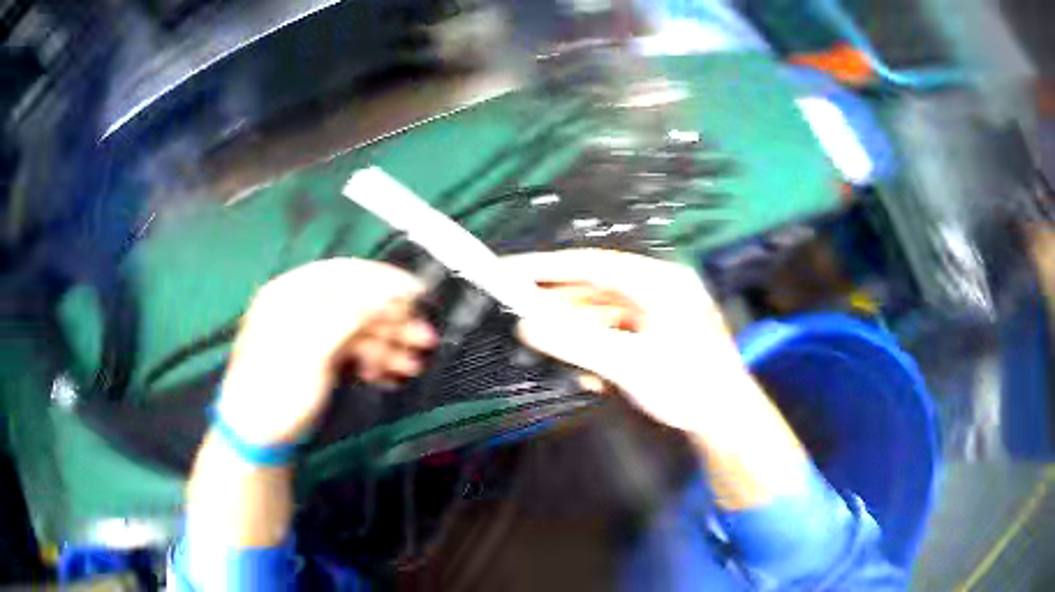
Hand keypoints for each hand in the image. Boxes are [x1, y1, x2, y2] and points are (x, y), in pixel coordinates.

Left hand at [217, 258, 436, 445]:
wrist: (256, 438)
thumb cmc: (277, 390)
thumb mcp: (311, 351)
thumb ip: (349, 315)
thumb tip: (388, 289)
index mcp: (291, 293)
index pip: (344, 273)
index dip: (383, 280)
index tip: (418, 293)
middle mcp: (301, 307)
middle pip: (355, 302)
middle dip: (391, 321)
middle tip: (424, 339)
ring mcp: (310, 333)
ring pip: (357, 329)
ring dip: (386, 345)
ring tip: (412, 366)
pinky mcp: (317, 357)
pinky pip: (351, 350)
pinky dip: (371, 361)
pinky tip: (387, 376)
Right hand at [504, 249, 762, 436]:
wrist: (727, 421)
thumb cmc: (687, 386)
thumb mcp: (628, 363)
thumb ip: (575, 342)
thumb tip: (526, 326)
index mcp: (659, 281)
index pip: (593, 265)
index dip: (548, 267)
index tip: (510, 270)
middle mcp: (659, 289)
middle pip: (596, 289)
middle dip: (558, 305)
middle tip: (518, 312)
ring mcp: (659, 313)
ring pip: (603, 314)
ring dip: (576, 333)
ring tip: (544, 346)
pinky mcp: (658, 336)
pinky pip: (617, 333)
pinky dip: (597, 348)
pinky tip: (586, 373)